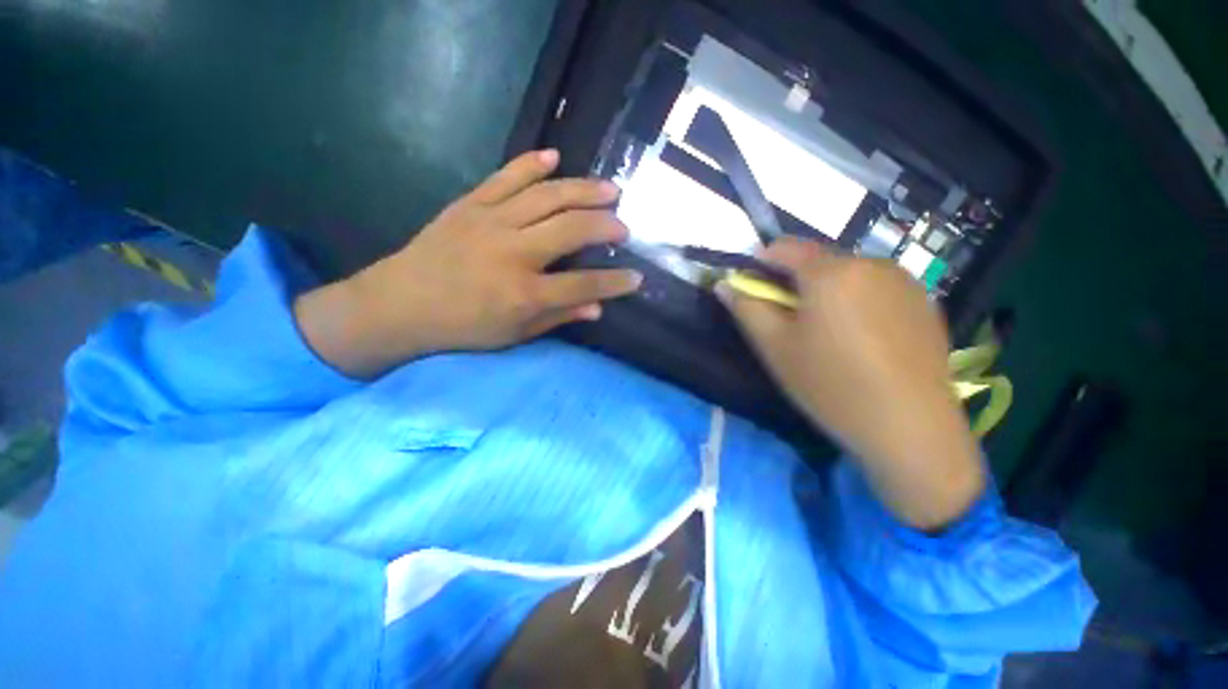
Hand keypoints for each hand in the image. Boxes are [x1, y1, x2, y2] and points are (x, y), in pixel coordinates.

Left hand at [295, 150, 642, 377]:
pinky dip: (531, 164)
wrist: (400, 304)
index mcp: (524, 294)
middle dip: (605, 226)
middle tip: (623, 227)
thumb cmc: (462, 327)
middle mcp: (512, 253)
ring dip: (583, 190)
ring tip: (609, 189)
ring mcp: (490, 222)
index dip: (614, 283)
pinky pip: (505, 177)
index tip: (636, 278)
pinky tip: (554, 156)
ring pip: (547, 197)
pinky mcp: (470, 205)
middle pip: (571, 230)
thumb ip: (558, 317)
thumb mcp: (514, 334)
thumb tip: (597, 308)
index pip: (583, 285)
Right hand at [719, 238, 983, 530]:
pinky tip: (861, 339)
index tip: (753, 287)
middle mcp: (872, 263)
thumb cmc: (830, 384)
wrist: (911, 428)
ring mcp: (905, 281)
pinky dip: (857, 301)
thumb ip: (746, 308)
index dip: (761, 262)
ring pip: (849, 274)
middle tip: (790, 319)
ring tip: (827, 333)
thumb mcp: (775, 347)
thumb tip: (724, 285)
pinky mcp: (926, 302)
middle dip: (796, 281)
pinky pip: (877, 288)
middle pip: (819, 260)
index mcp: (832, 272)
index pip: (786, 247)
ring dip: (828, 291)